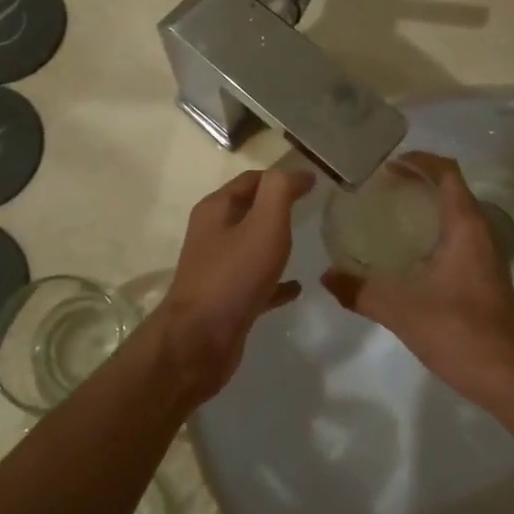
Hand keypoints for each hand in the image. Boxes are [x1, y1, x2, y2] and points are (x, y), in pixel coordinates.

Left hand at [155, 166, 314, 402]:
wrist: (200, 341)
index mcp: (216, 210)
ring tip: (307, 241)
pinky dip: (276, 280)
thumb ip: (280, 191)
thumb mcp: (264, 223)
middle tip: (313, 208)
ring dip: (275, 241)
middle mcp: (212, 234)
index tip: (314, 182)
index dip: (281, 178)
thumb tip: (299, 172)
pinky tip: (298, 286)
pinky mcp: (227, 299)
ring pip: (252, 246)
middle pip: (249, 210)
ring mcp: (218, 268)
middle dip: (277, 206)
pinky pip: (257, 281)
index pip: (252, 180)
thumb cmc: (234, 275)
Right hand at [321, 154, 513, 407]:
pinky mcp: (486, 277)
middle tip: (382, 188)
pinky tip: (410, 254)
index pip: (447, 173)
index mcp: (465, 227)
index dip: (420, 160)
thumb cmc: (459, 331)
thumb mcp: (400, 310)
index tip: (388, 164)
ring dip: (429, 207)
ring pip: (458, 215)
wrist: (507, 376)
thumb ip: (360, 291)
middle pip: (452, 190)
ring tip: (391, 214)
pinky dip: (435, 231)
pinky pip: (459, 238)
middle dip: (419, 181)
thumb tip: (327, 276)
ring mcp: (487, 257)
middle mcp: (481, 234)